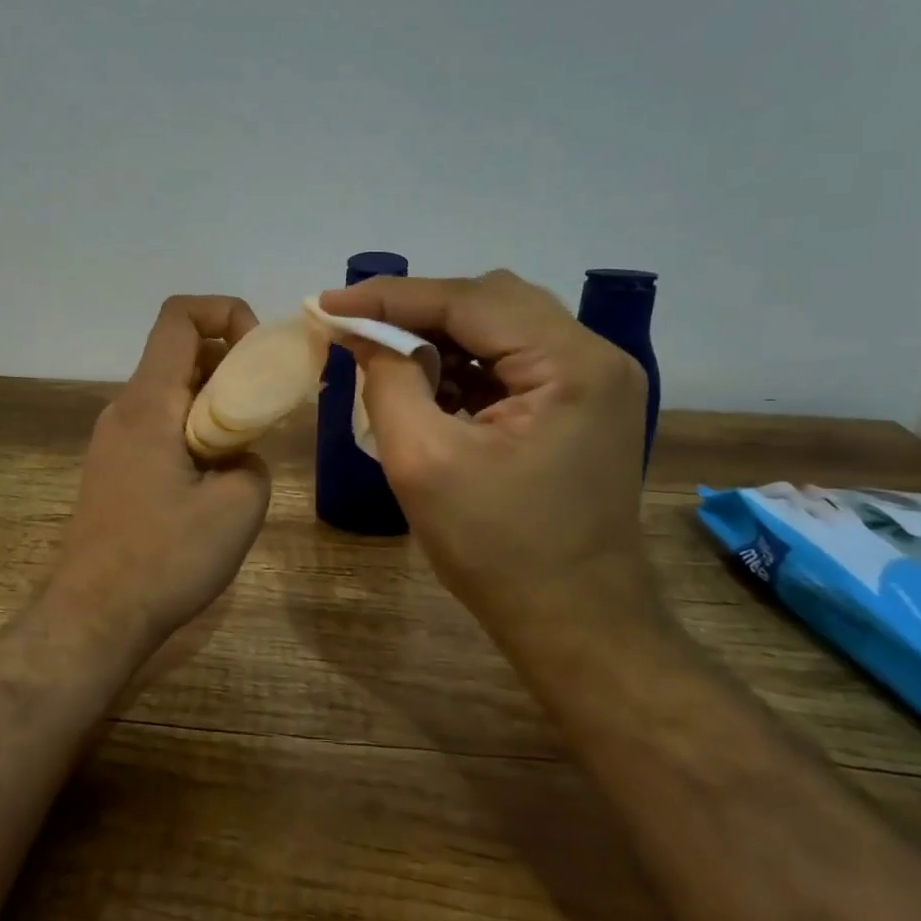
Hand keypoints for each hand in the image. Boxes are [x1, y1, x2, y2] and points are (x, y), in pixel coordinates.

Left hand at [55, 296, 272, 639]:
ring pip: (172, 392)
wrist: (94, 617)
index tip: (259, 355)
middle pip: (180, 353)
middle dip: (231, 363)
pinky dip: (195, 429)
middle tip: (268, 404)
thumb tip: (240, 455)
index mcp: (148, 403)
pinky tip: (216, 477)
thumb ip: (253, 461)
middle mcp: (124, 409)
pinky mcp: (115, 468)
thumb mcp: (238, 507)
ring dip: (215, 401)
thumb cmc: (165, 559)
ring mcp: (114, 440)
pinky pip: (160, 425)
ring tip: (248, 445)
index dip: (227, 313)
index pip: (180, 317)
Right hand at [318, 270, 647, 627]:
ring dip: (437, 336)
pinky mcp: (580, 404)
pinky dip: (463, 364)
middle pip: (489, 302)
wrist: (575, 624)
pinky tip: (426, 383)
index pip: (468, 301)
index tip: (325, 303)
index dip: (389, 296)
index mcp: (571, 365)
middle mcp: (595, 357)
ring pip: (500, 326)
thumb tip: (359, 333)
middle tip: (353, 328)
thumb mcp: (422, 462)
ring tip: (382, 355)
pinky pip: (511, 360)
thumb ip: (387, 381)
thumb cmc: (497, 551)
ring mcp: (593, 380)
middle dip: (414, 311)